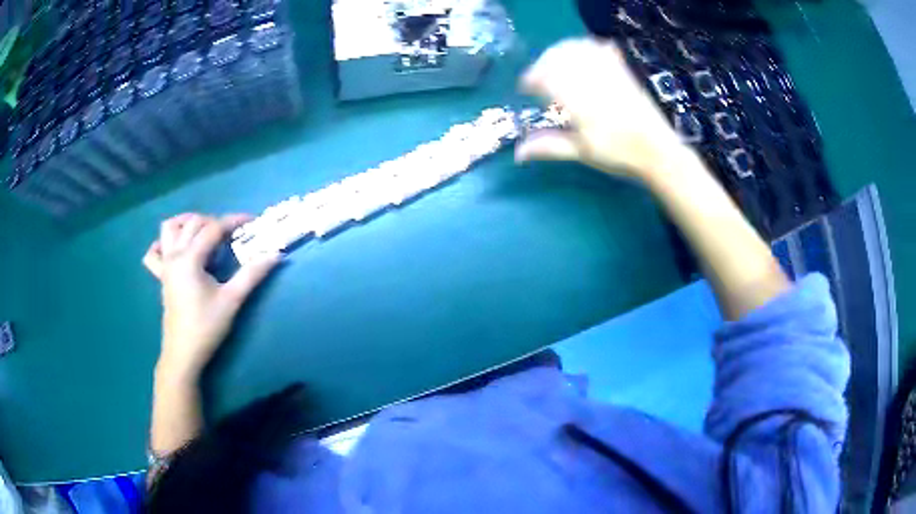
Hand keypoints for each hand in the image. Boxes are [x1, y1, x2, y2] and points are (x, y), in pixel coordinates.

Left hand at [143, 213, 280, 378]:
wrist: (184, 353)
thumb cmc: (206, 326)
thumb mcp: (232, 300)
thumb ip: (252, 274)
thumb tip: (276, 254)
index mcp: (190, 258)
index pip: (214, 228)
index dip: (234, 221)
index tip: (252, 221)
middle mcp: (174, 255)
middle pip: (193, 223)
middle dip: (214, 221)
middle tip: (232, 234)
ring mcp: (165, 265)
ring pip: (169, 229)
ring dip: (185, 223)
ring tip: (202, 231)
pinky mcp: (161, 277)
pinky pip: (154, 252)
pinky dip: (162, 244)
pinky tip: (174, 248)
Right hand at [516, 38, 691, 180]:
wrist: (658, 151)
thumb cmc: (619, 155)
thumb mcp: (582, 152)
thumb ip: (549, 147)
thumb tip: (517, 153)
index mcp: (579, 101)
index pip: (546, 77)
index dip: (531, 79)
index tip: (525, 88)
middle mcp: (591, 80)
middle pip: (559, 58)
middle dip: (543, 63)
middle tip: (538, 77)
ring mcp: (609, 73)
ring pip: (578, 49)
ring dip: (561, 52)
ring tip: (555, 64)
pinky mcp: (623, 71)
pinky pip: (601, 49)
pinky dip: (586, 46)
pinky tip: (581, 54)